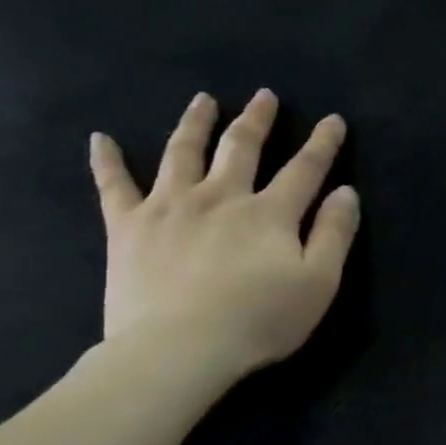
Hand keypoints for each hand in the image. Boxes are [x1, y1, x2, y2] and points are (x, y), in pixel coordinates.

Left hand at [88, 89, 359, 386]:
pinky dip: (106, 160)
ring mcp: (169, 207)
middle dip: (257, 120)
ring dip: (195, 123)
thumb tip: (345, 193)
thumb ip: (334, 233)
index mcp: (270, 212)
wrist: (180, 348)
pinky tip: (100, 138)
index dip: (322, 143)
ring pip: (182, 152)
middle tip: (264, 96)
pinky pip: (113, 185)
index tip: (332, 120)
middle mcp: (221, 196)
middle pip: (240, 147)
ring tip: (203, 100)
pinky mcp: (128, 227)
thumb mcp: (319, 281)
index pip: (305, 168)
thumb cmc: (260, 318)